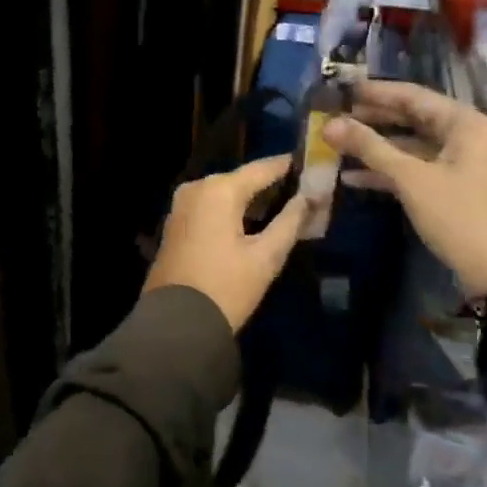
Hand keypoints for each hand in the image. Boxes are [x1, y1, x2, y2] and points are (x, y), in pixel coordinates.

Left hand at [144, 155, 308, 331]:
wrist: (176, 324)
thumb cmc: (226, 288)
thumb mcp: (266, 257)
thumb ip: (290, 222)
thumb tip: (309, 197)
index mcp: (219, 190)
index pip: (262, 169)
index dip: (287, 166)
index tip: (311, 162)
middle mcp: (197, 188)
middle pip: (242, 180)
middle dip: (270, 185)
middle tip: (302, 189)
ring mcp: (181, 206)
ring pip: (225, 194)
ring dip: (251, 199)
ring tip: (284, 205)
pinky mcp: (176, 224)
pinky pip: (210, 207)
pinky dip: (232, 210)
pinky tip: (252, 221)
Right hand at [323, 81, 486, 297]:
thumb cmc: (458, 215)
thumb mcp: (410, 178)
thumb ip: (370, 148)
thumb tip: (329, 125)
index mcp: (462, 123)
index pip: (412, 95)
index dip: (375, 92)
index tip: (341, 89)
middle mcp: (462, 135)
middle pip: (410, 117)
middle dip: (372, 118)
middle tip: (335, 114)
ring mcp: (455, 162)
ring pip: (408, 144)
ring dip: (375, 146)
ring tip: (337, 142)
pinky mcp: (448, 186)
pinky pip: (412, 168)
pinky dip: (386, 171)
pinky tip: (352, 177)